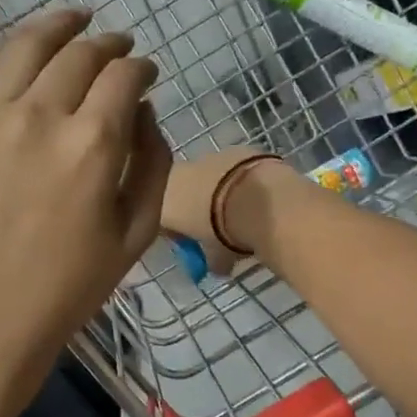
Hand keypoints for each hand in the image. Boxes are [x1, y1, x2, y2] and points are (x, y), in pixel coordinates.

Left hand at [0, 10, 170, 397]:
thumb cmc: (68, 288)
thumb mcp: (136, 235)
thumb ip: (152, 163)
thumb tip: (144, 111)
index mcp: (91, 144)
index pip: (124, 76)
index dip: (141, 66)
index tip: (147, 72)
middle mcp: (38, 115)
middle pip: (78, 53)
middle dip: (107, 43)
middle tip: (118, 44)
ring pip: (23, 45)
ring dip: (55, 25)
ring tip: (72, 19)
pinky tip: (12, 55)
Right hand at [161, 147, 288, 276]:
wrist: (256, 198)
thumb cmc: (223, 231)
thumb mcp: (216, 256)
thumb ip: (211, 261)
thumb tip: (218, 268)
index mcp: (161, 203)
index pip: (161, 220)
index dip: (178, 234)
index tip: (194, 245)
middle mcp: (176, 175)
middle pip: (181, 194)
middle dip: (196, 209)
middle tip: (218, 228)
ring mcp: (205, 157)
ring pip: (206, 178)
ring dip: (217, 191)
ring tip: (241, 210)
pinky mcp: (233, 149)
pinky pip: (230, 168)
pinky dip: (238, 179)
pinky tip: (256, 195)